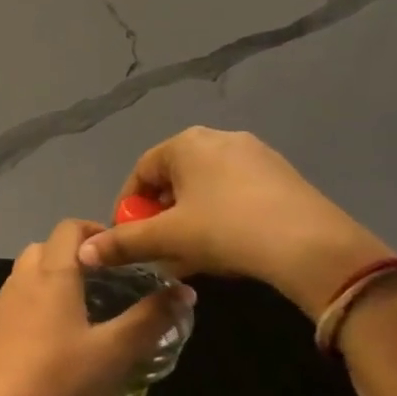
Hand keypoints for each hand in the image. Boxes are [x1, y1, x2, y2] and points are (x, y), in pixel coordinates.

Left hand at [0, 219, 192, 395]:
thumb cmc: (61, 377)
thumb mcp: (116, 351)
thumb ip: (150, 319)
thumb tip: (185, 290)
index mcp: (52, 274)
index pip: (69, 228)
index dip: (94, 231)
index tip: (119, 253)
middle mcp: (21, 279)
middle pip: (43, 248)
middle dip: (71, 255)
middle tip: (101, 282)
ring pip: (24, 275)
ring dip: (48, 280)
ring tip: (77, 310)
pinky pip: (11, 303)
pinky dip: (29, 306)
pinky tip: (45, 339)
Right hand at [76, 127, 391, 314]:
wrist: (312, 247)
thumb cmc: (226, 230)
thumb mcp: (166, 238)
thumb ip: (122, 243)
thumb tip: (83, 253)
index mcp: (186, 143)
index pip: (140, 172)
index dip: (129, 208)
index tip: (128, 238)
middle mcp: (219, 139)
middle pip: (173, 180)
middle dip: (161, 217)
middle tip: (159, 250)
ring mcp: (256, 156)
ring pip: (205, 190)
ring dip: (189, 221)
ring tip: (189, 256)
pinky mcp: (283, 177)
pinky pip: (235, 195)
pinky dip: (220, 219)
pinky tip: (225, 251)